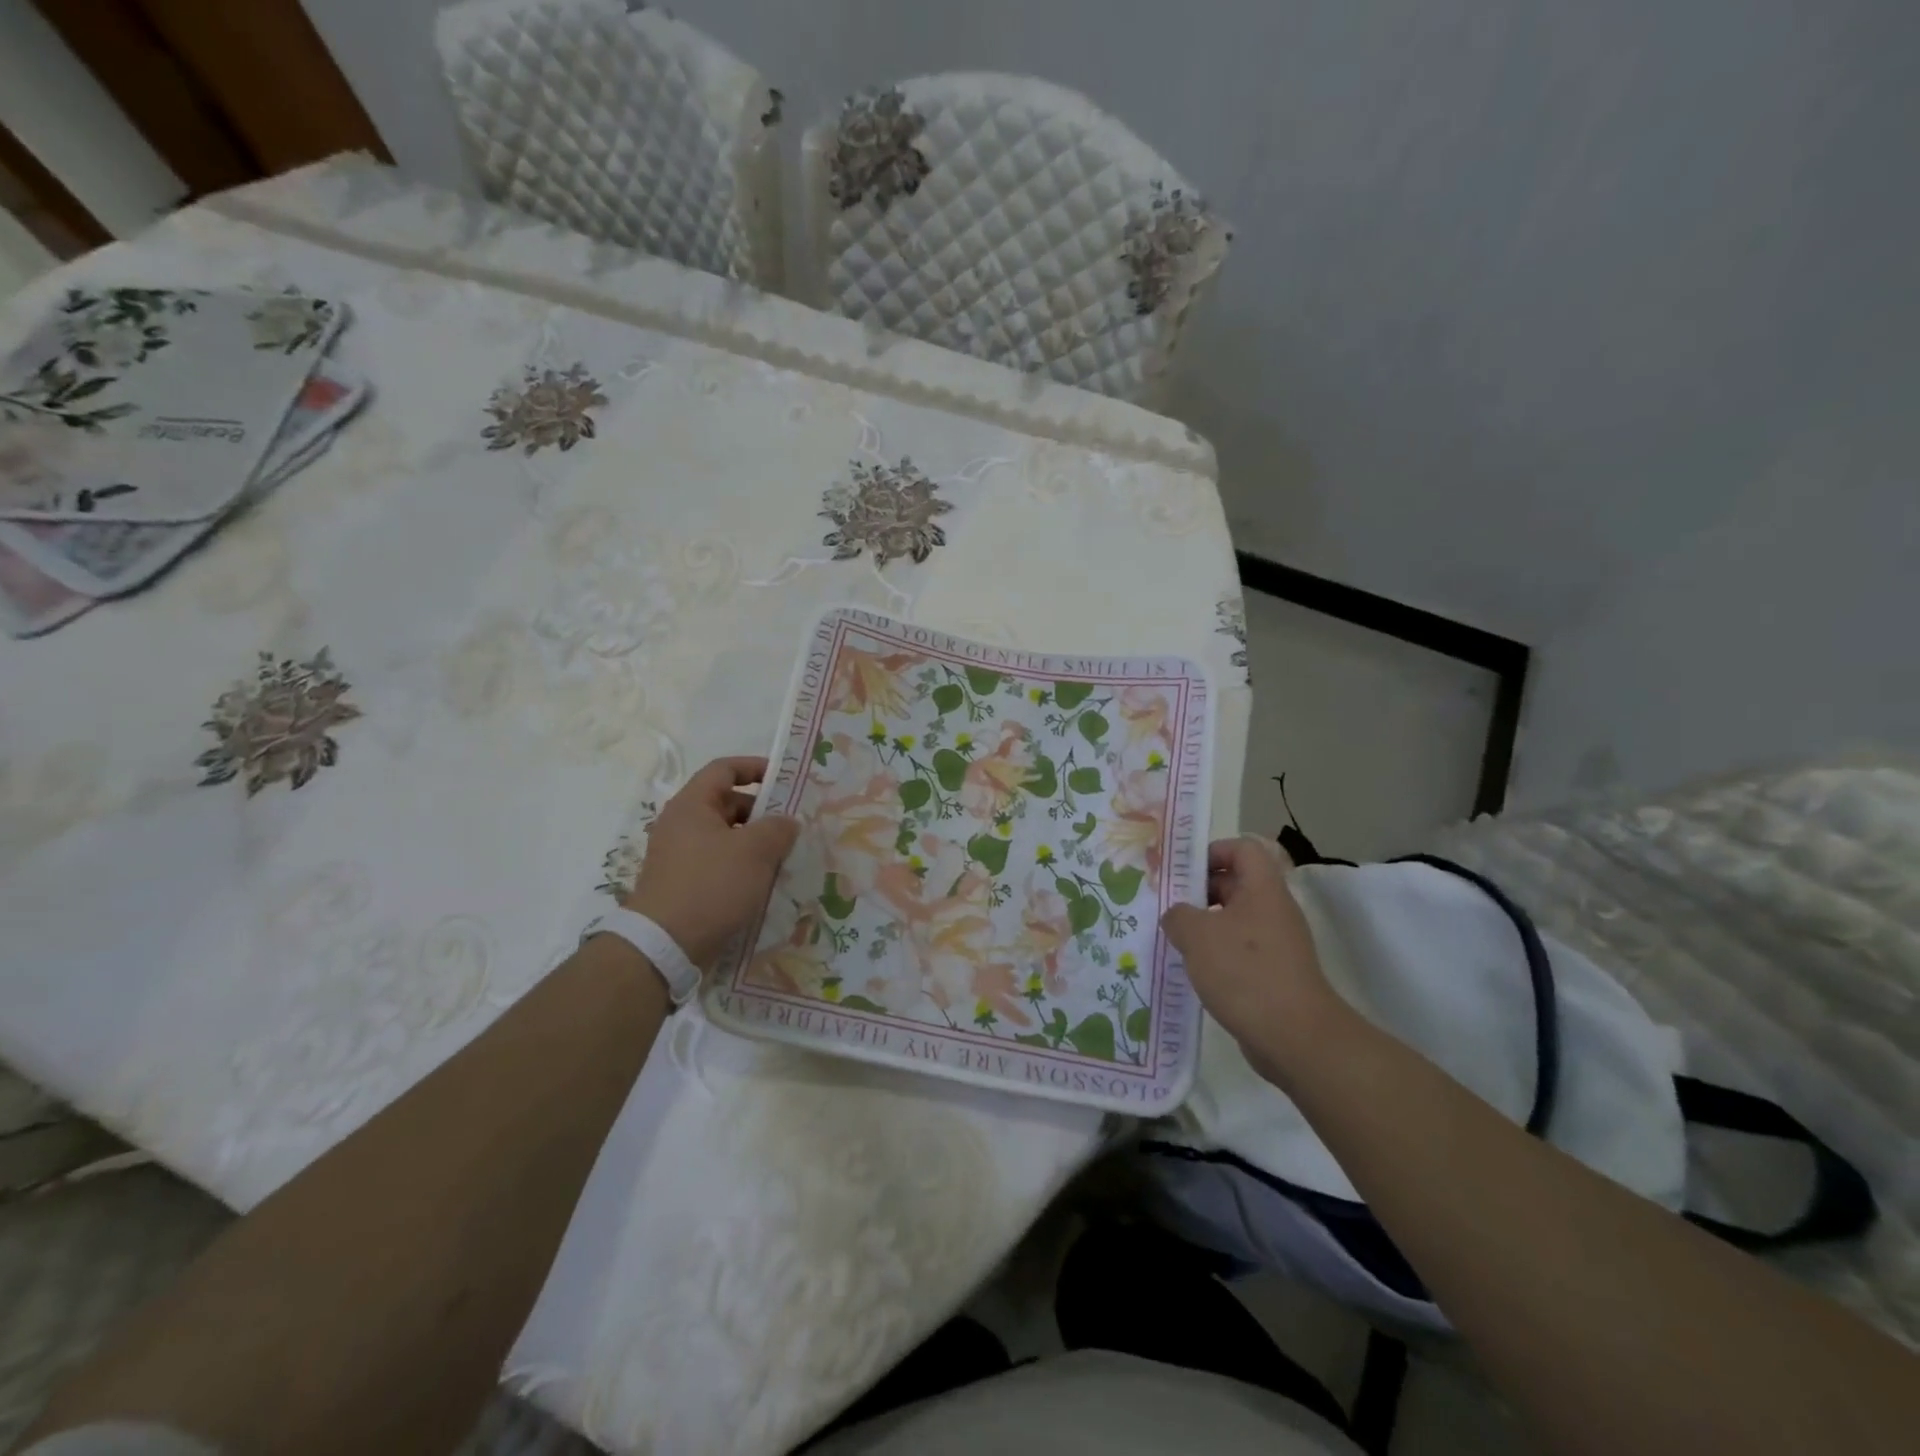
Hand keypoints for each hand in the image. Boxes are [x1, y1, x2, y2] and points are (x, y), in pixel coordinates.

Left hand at [620, 757, 799, 965]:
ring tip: (785, 856)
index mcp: (692, 805)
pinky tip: (764, 883)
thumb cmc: (711, 885)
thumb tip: (787, 821)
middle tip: (792, 825)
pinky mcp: (683, 884)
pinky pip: (719, 864)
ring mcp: (679, 856)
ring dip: (755, 842)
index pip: (724, 769)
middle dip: (762, 812)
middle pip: (726, 803)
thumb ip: (778, 828)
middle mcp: (681, 825)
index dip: (755, 767)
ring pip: (726, 837)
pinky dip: (742, 866)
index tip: (785, 779)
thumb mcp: (755, 851)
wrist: (664, 946)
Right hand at [1161, 836, 1342, 1082]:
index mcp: (1262, 889)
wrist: (1294, 1037)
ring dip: (1204, 925)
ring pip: (1234, 920)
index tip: (1182, 872)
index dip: (1212, 851)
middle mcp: (1273, 910)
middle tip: (1166, 904)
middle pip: (1235, 883)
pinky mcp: (1273, 974)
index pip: (1242, 849)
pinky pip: (1239, 951)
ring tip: (1172, 938)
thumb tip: (1177, 916)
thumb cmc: (1245, 972)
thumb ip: (1178, 915)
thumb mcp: (1196, 934)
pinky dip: (1216, 954)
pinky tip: (1192, 970)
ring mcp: (1276, 944)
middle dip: (1199, 890)